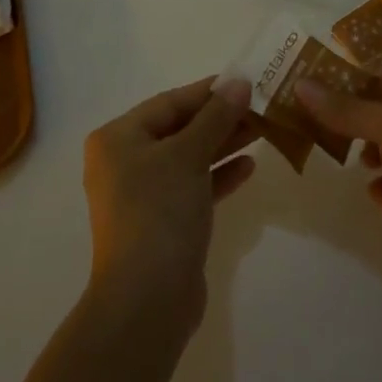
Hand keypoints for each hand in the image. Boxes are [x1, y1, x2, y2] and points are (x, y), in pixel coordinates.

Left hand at [82, 76, 256, 339]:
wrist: (146, 302)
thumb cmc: (160, 212)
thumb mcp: (189, 155)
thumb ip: (215, 117)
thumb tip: (238, 82)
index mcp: (118, 138)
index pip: (169, 103)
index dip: (207, 91)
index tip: (244, 80)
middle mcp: (124, 162)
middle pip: (179, 130)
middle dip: (219, 118)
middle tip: (260, 105)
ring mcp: (142, 196)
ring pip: (188, 159)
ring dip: (223, 144)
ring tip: (262, 130)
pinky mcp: (162, 224)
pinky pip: (192, 188)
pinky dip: (217, 176)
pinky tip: (249, 168)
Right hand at [298, 72, 381, 305]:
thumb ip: (347, 108)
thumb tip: (301, 84)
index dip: (351, 76)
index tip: (311, 75)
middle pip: (379, 113)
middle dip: (346, 111)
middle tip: (304, 107)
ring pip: (379, 149)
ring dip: (356, 146)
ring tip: (326, 143)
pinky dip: (373, 185)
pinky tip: (370, 189)